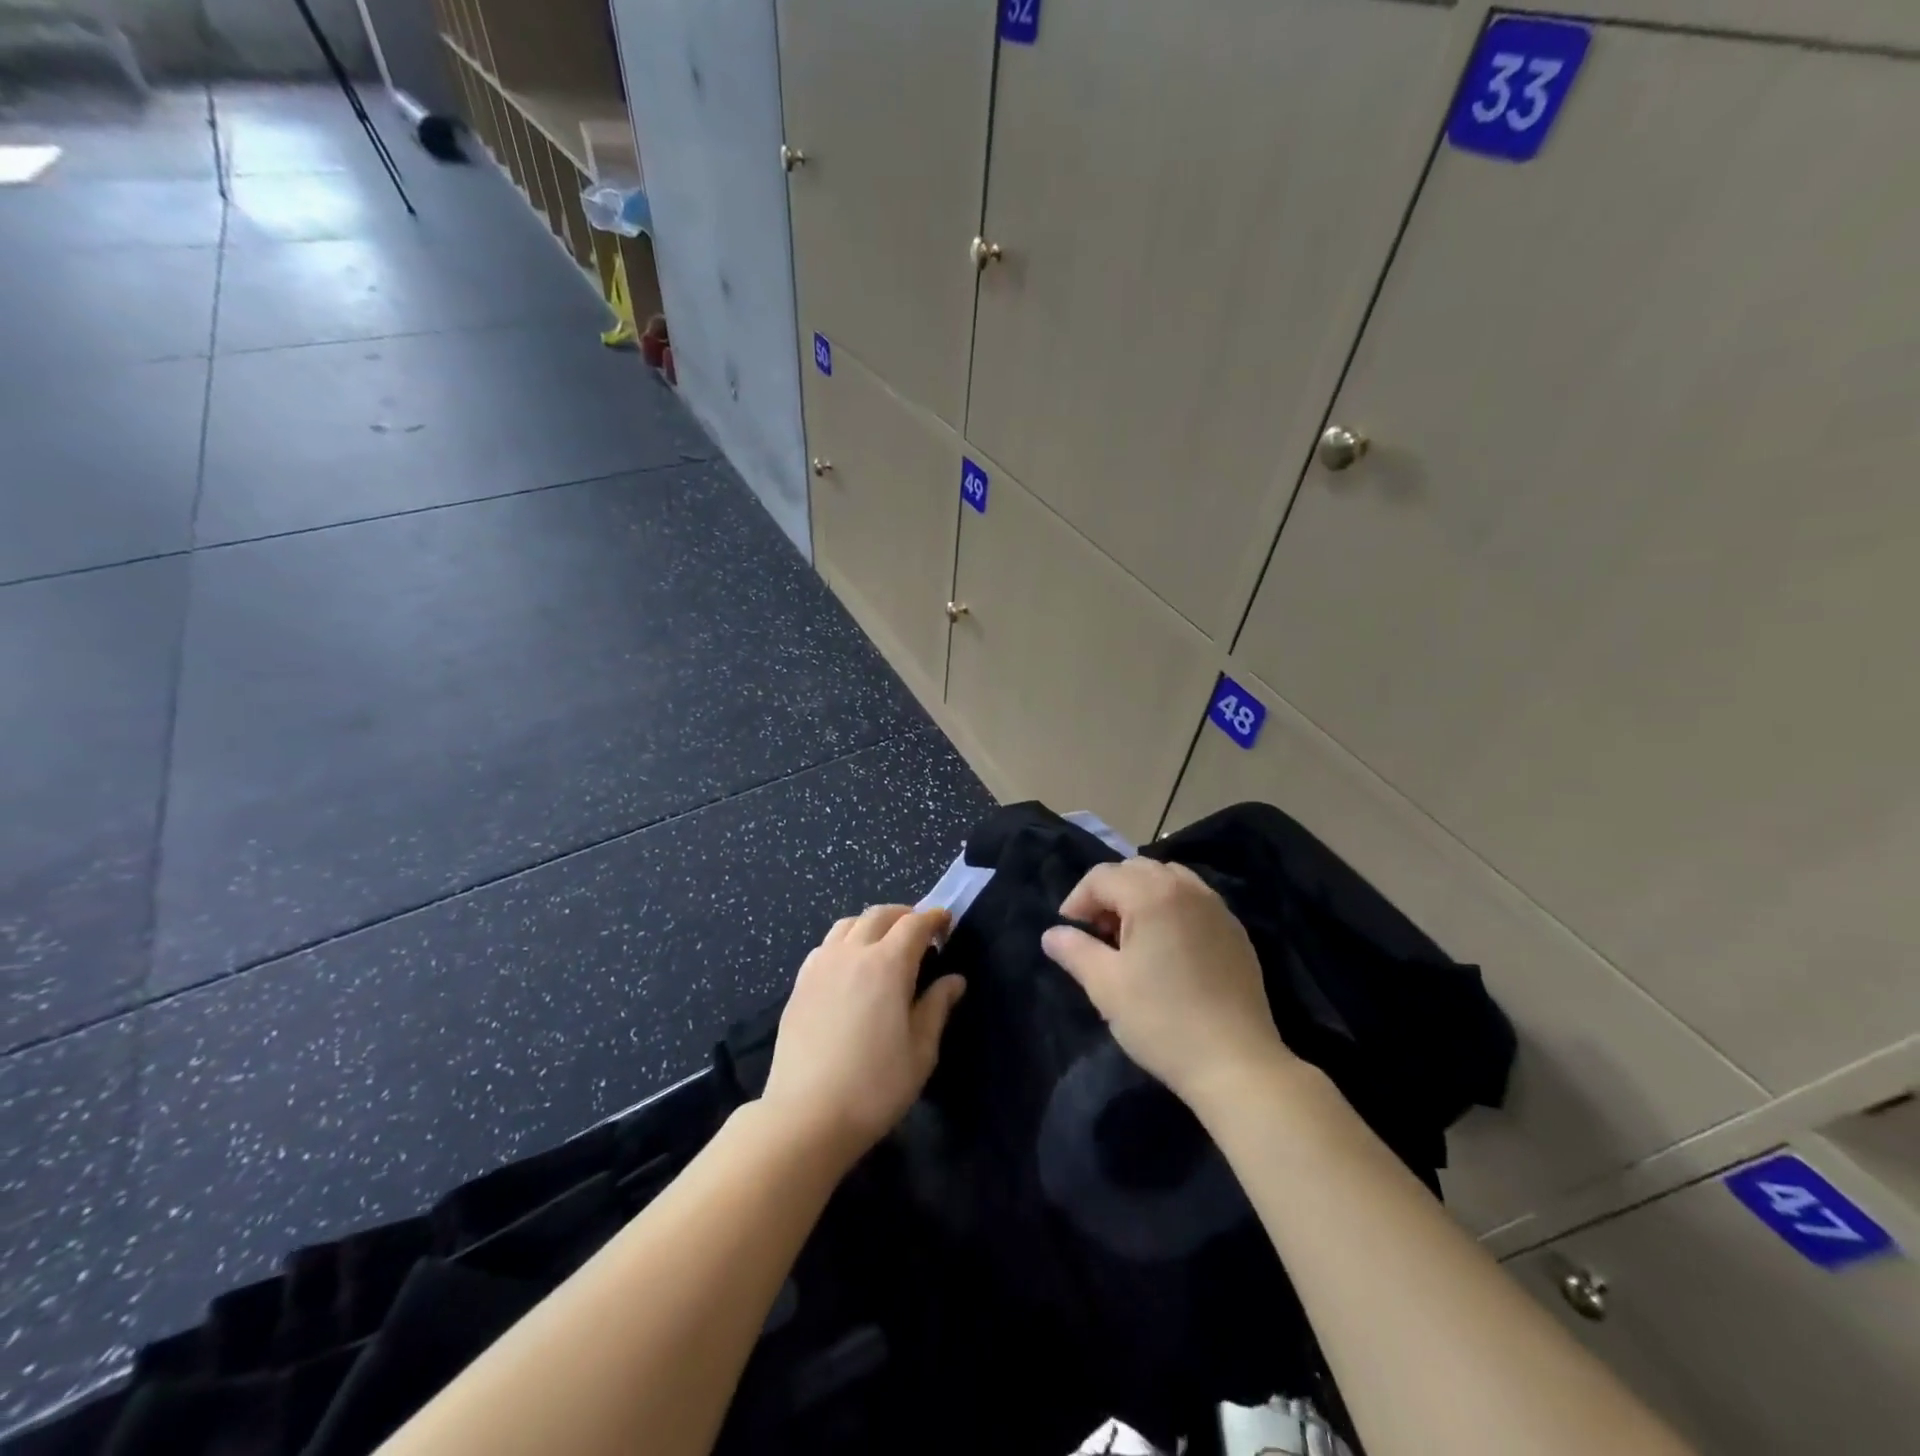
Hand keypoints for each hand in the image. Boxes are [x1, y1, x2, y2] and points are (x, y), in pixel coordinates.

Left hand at [761, 905, 965, 1167]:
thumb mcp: (921, 1051)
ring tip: (884, 944)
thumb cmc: (875, 1086)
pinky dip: (845, 941)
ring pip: (848, 924)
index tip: (946, 923)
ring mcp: (820, 966)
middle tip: (920, 932)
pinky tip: (850, 966)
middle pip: (879, 915)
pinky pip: (826, 945)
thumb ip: (937, 1007)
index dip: (934, 918)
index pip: (914, 924)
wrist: (806, 1116)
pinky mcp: (799, 984)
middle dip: (904, 915)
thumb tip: (954, 980)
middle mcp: (852, 953)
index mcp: (887, 964)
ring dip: (872, 924)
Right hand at [1041, 859, 1294, 1109]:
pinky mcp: (1236, 932)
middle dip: (1110, 894)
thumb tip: (1052, 934)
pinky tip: (1168, 950)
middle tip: (1099, 934)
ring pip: (1168, 880)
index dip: (1078, 900)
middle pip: (1136, 870)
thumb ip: (1075, 950)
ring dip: (1142, 897)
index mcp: (1152, 895)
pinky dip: (1172, 909)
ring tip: (1133, 939)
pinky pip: (1194, 901)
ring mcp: (1217, 908)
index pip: (1102, 876)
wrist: (1236, 1064)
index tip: (1070, 932)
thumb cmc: (1162, 1020)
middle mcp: (1187, 889)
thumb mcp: (1106, 986)